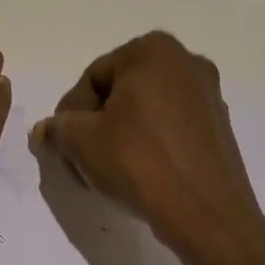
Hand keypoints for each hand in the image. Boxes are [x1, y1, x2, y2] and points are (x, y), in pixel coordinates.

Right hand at [30, 32, 264, 264]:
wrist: (206, 214)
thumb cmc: (139, 162)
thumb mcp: (82, 141)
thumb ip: (57, 128)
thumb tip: (44, 131)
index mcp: (153, 50)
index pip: (92, 77)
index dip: (71, 114)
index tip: (65, 146)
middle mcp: (186, 62)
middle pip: (120, 92)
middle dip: (96, 125)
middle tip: (82, 159)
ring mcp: (208, 95)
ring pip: (145, 111)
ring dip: (120, 136)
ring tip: (108, 172)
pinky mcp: (220, 128)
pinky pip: (170, 128)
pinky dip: (149, 145)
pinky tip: (139, 176)